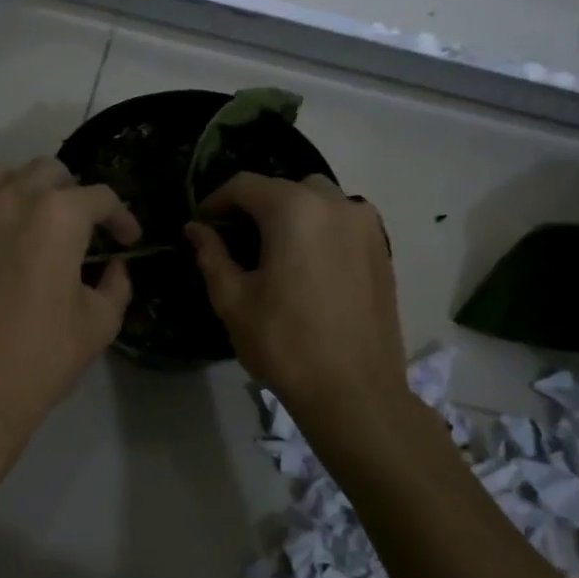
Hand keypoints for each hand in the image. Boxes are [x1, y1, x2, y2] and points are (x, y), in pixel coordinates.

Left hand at [0, 157, 141, 450]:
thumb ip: (116, 286)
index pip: (100, 197)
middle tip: (79, 228)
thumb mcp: (99, 324)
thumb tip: (115, 268)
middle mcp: (10, 199)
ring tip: (28, 222)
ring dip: (19, 191)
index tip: (127, 240)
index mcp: (58, 215)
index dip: (121, 217)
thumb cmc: (40, 358)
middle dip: (71, 193)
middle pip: (48, 171)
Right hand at [187, 173, 406, 423]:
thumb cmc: (285, 344)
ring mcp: (366, 226)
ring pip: (318, 201)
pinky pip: (342, 223)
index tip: (201, 222)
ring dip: (290, 214)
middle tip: (234, 237)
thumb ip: (212, 255)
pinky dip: (318, 230)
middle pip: (284, 187)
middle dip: (255, 205)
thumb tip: (196, 228)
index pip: (245, 185)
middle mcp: (336, 205)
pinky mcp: (382, 250)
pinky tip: (304, 265)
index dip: (216, 199)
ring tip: (271, 251)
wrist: (355, 392)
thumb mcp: (233, 300)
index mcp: (295, 210)